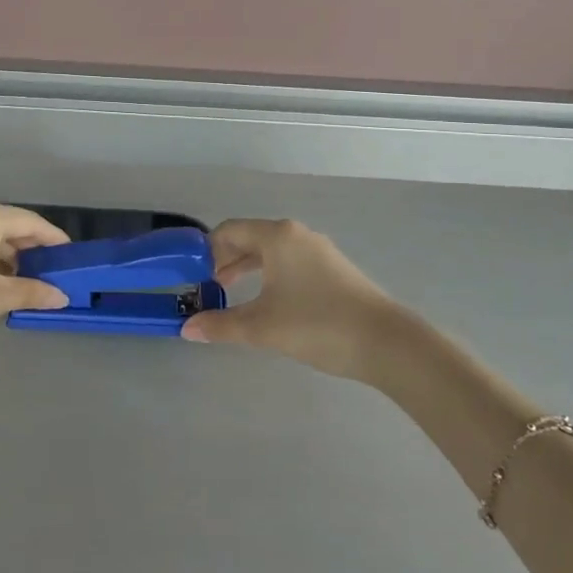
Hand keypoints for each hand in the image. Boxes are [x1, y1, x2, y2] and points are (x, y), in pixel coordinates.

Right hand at [181, 219, 407, 381]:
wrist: (385, 342)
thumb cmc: (316, 324)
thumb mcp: (261, 327)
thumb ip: (221, 325)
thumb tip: (187, 328)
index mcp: (277, 236)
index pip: (229, 230)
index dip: (206, 250)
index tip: (193, 275)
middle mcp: (297, 235)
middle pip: (250, 238)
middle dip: (225, 260)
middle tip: (207, 287)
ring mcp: (319, 251)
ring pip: (271, 252)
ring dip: (247, 269)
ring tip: (230, 294)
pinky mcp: (333, 269)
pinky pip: (290, 262)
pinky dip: (270, 275)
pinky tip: (268, 302)